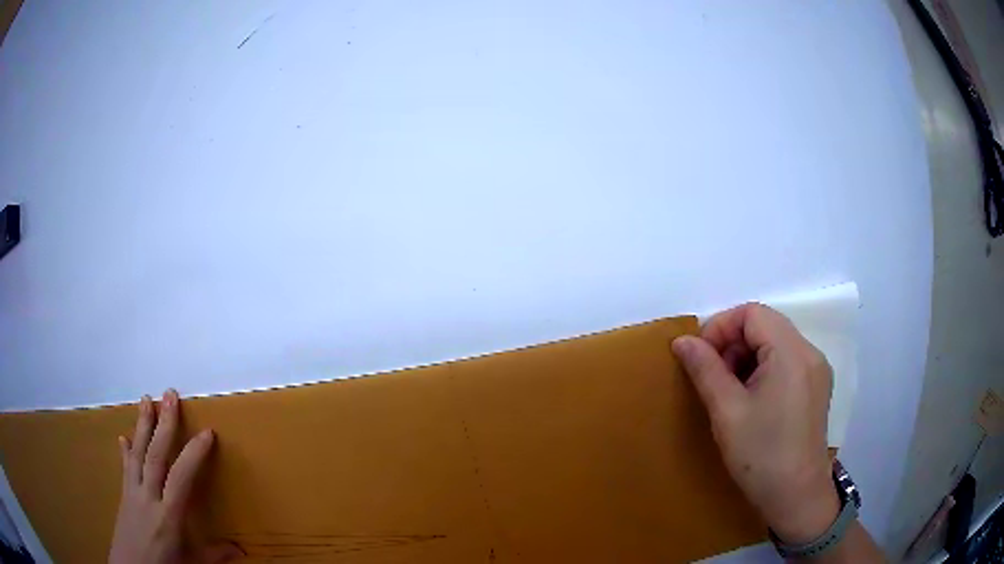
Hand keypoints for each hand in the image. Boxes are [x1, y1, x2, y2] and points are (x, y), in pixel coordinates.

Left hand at [109, 390, 241, 563]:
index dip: (193, 454)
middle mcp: (148, 497)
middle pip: (155, 455)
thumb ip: (215, 554)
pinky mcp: (124, 495)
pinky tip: (123, 437)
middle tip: (170, 394)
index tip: (207, 432)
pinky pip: (125, 467)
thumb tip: (242, 551)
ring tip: (146, 399)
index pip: (181, 478)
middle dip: (163, 423)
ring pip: (138, 453)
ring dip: (142, 424)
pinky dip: (126, 451)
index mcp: (168, 516)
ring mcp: (133, 493)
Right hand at [672, 303, 839, 544]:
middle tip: (713, 378)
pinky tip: (752, 400)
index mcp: (791, 353)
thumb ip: (705, 369)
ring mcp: (816, 370)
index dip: (721, 327)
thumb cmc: (760, 455)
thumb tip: (682, 341)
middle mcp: (809, 352)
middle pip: (766, 324)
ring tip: (730, 392)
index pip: (752, 313)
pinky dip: (763, 369)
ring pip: (775, 342)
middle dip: (733, 343)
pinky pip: (786, 361)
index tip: (701, 358)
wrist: (796, 497)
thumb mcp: (726, 412)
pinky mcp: (816, 387)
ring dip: (747, 357)